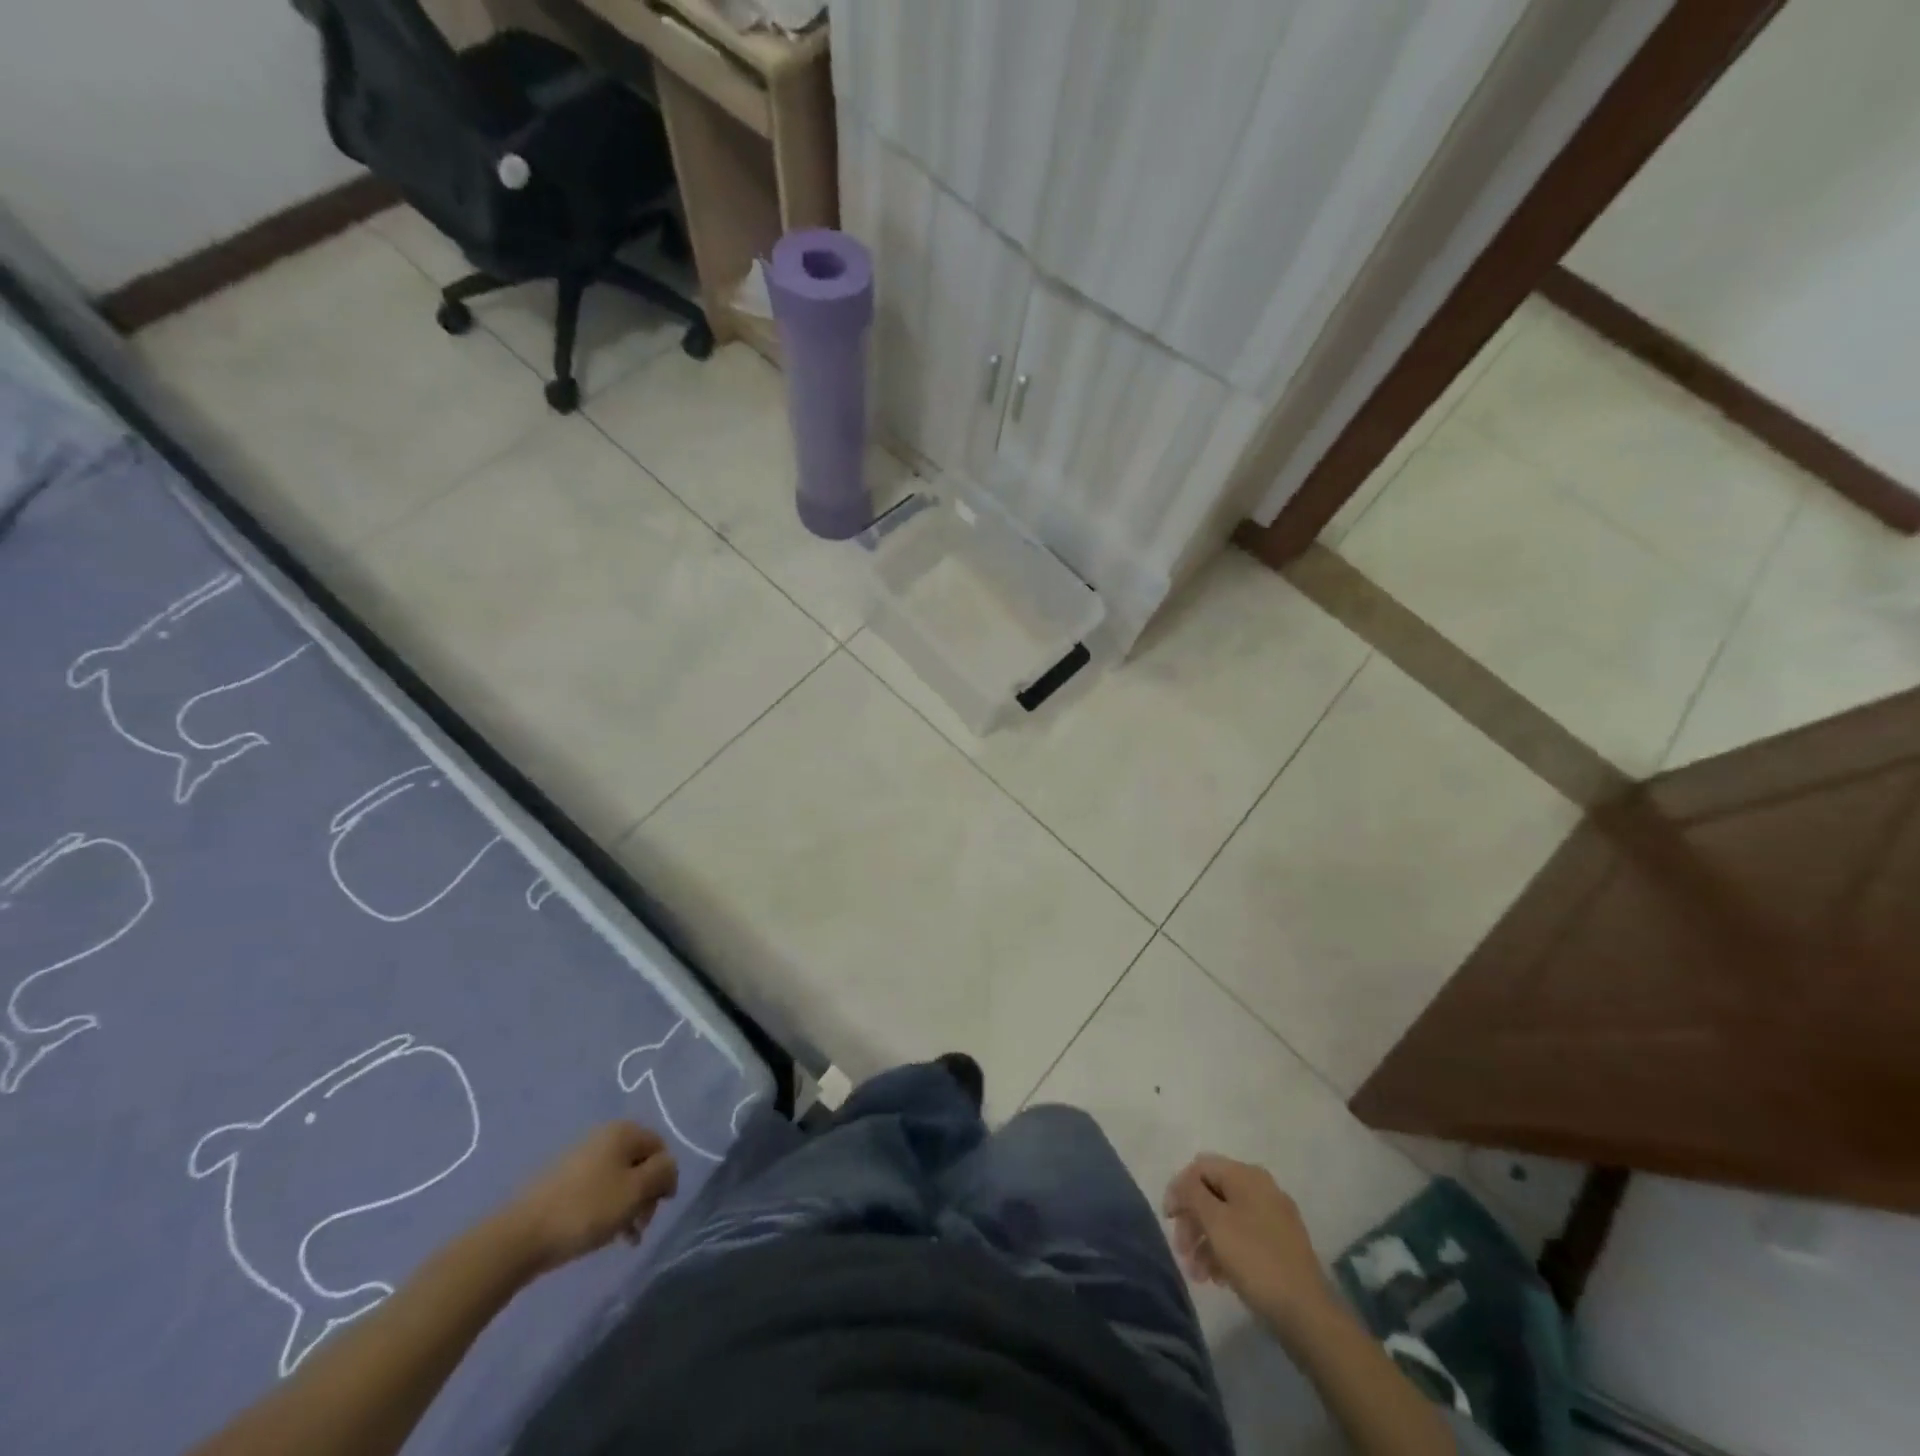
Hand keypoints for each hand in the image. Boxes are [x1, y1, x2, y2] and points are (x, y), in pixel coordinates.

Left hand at [502, 1122, 679, 1274]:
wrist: (520, 1237)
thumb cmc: (587, 1209)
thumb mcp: (636, 1190)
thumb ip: (663, 1173)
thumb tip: (668, 1168)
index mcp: (624, 1131)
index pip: (661, 1148)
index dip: (665, 1177)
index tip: (658, 1208)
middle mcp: (604, 1137)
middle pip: (640, 1163)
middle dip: (646, 1195)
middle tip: (640, 1226)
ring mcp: (581, 1158)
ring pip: (619, 1179)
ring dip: (628, 1206)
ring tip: (623, 1238)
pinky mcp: (563, 1181)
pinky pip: (598, 1190)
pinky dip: (606, 1209)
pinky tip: (602, 1234)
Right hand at [1164, 1154, 1339, 1341]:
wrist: (1307, 1314)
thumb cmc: (1255, 1259)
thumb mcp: (1215, 1221)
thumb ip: (1191, 1193)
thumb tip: (1182, 1184)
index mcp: (1246, 1175)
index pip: (1200, 1167)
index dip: (1179, 1189)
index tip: (1168, 1220)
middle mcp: (1261, 1189)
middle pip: (1213, 1193)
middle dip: (1192, 1221)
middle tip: (1181, 1251)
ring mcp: (1274, 1218)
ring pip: (1226, 1218)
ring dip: (1205, 1241)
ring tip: (1197, 1274)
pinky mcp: (1280, 1246)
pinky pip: (1243, 1237)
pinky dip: (1225, 1252)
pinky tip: (1218, 1278)